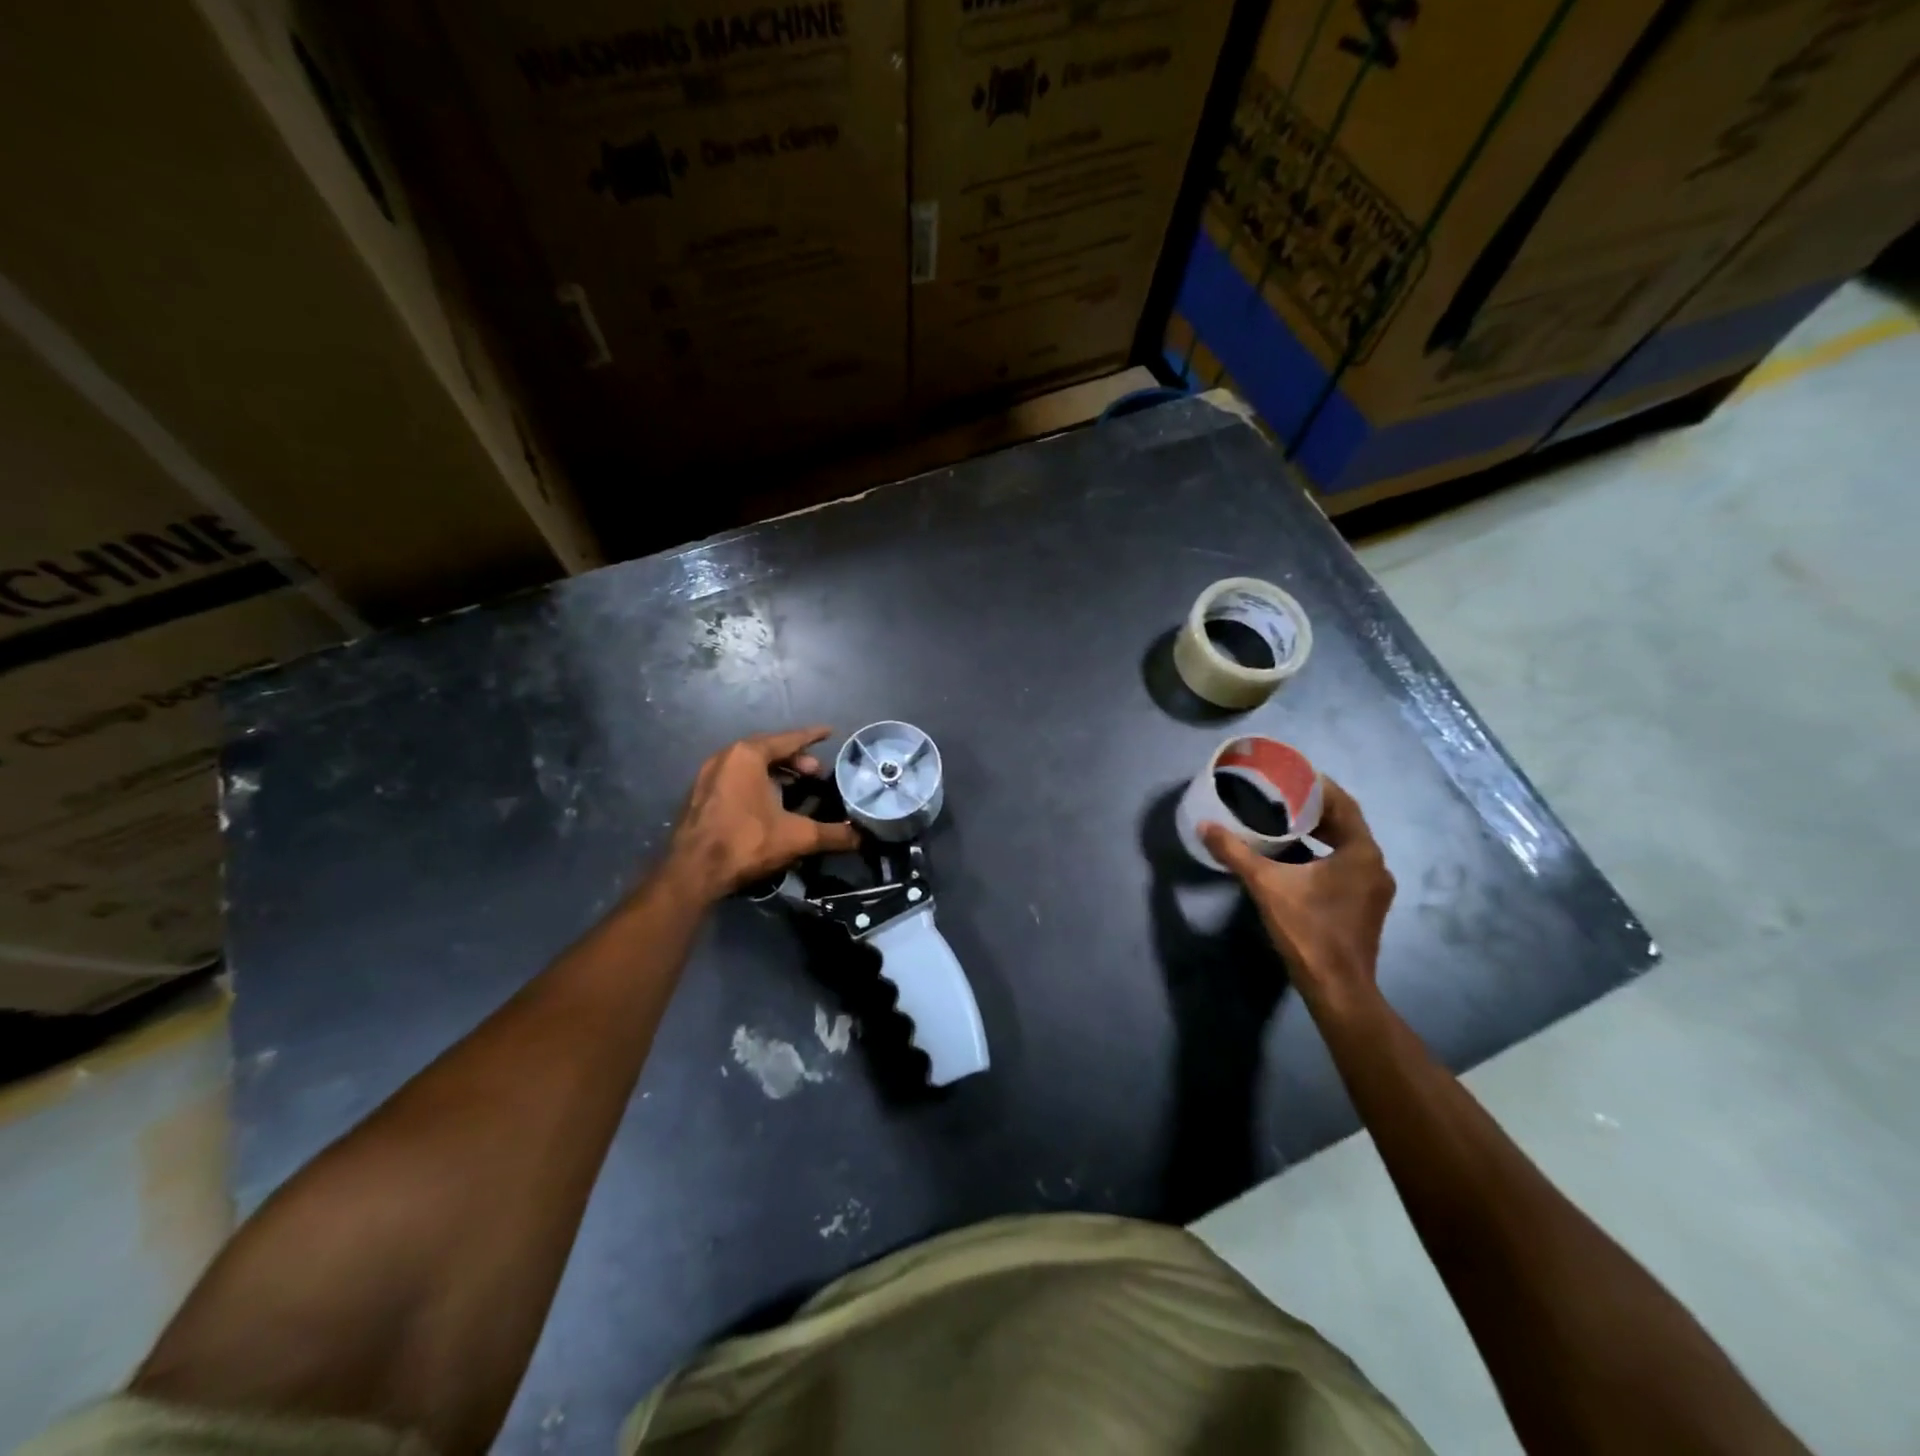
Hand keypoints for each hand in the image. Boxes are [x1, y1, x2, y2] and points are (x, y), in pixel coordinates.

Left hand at [667, 727, 860, 902]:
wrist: (692, 873)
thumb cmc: (746, 842)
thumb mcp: (797, 837)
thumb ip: (833, 834)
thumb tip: (862, 836)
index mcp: (747, 755)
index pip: (788, 739)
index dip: (812, 736)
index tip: (830, 732)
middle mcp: (725, 757)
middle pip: (767, 750)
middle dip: (794, 758)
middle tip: (816, 772)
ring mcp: (707, 777)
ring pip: (749, 765)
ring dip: (774, 771)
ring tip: (796, 786)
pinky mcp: (699, 797)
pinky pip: (735, 779)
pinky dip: (755, 783)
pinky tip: (768, 802)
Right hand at [1200, 778, 1394, 1006]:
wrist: (1336, 987)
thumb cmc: (1308, 929)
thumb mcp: (1266, 885)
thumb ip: (1236, 853)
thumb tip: (1205, 826)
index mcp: (1361, 852)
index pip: (1344, 804)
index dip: (1319, 787)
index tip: (1292, 775)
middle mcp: (1375, 865)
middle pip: (1346, 824)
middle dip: (1315, 809)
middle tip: (1281, 796)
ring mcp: (1373, 888)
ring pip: (1346, 847)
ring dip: (1319, 833)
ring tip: (1284, 821)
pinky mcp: (1365, 906)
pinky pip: (1345, 866)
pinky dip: (1322, 854)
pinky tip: (1295, 857)